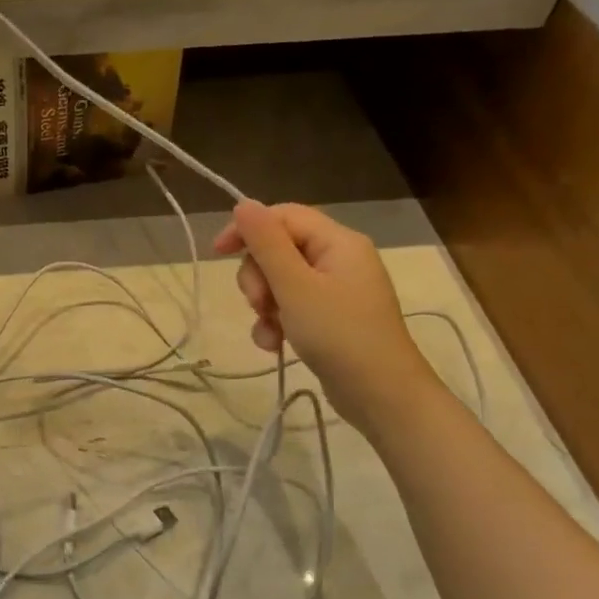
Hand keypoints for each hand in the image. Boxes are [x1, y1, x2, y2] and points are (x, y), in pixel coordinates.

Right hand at [213, 201, 440, 437]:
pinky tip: (274, 344)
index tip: (217, 253)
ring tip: (270, 330)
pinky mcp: (330, 318)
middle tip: (259, 304)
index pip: (283, 216)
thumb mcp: (295, 287)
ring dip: (264, 305)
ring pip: (280, 281)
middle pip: (278, 249)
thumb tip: (244, 204)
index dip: (248, 230)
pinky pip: (291, 307)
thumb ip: (267, 244)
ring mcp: (335, 290)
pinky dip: (277, 323)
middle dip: (258, 277)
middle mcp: (339, 259)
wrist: (381, 395)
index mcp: (338, 242)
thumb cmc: (339, 335)